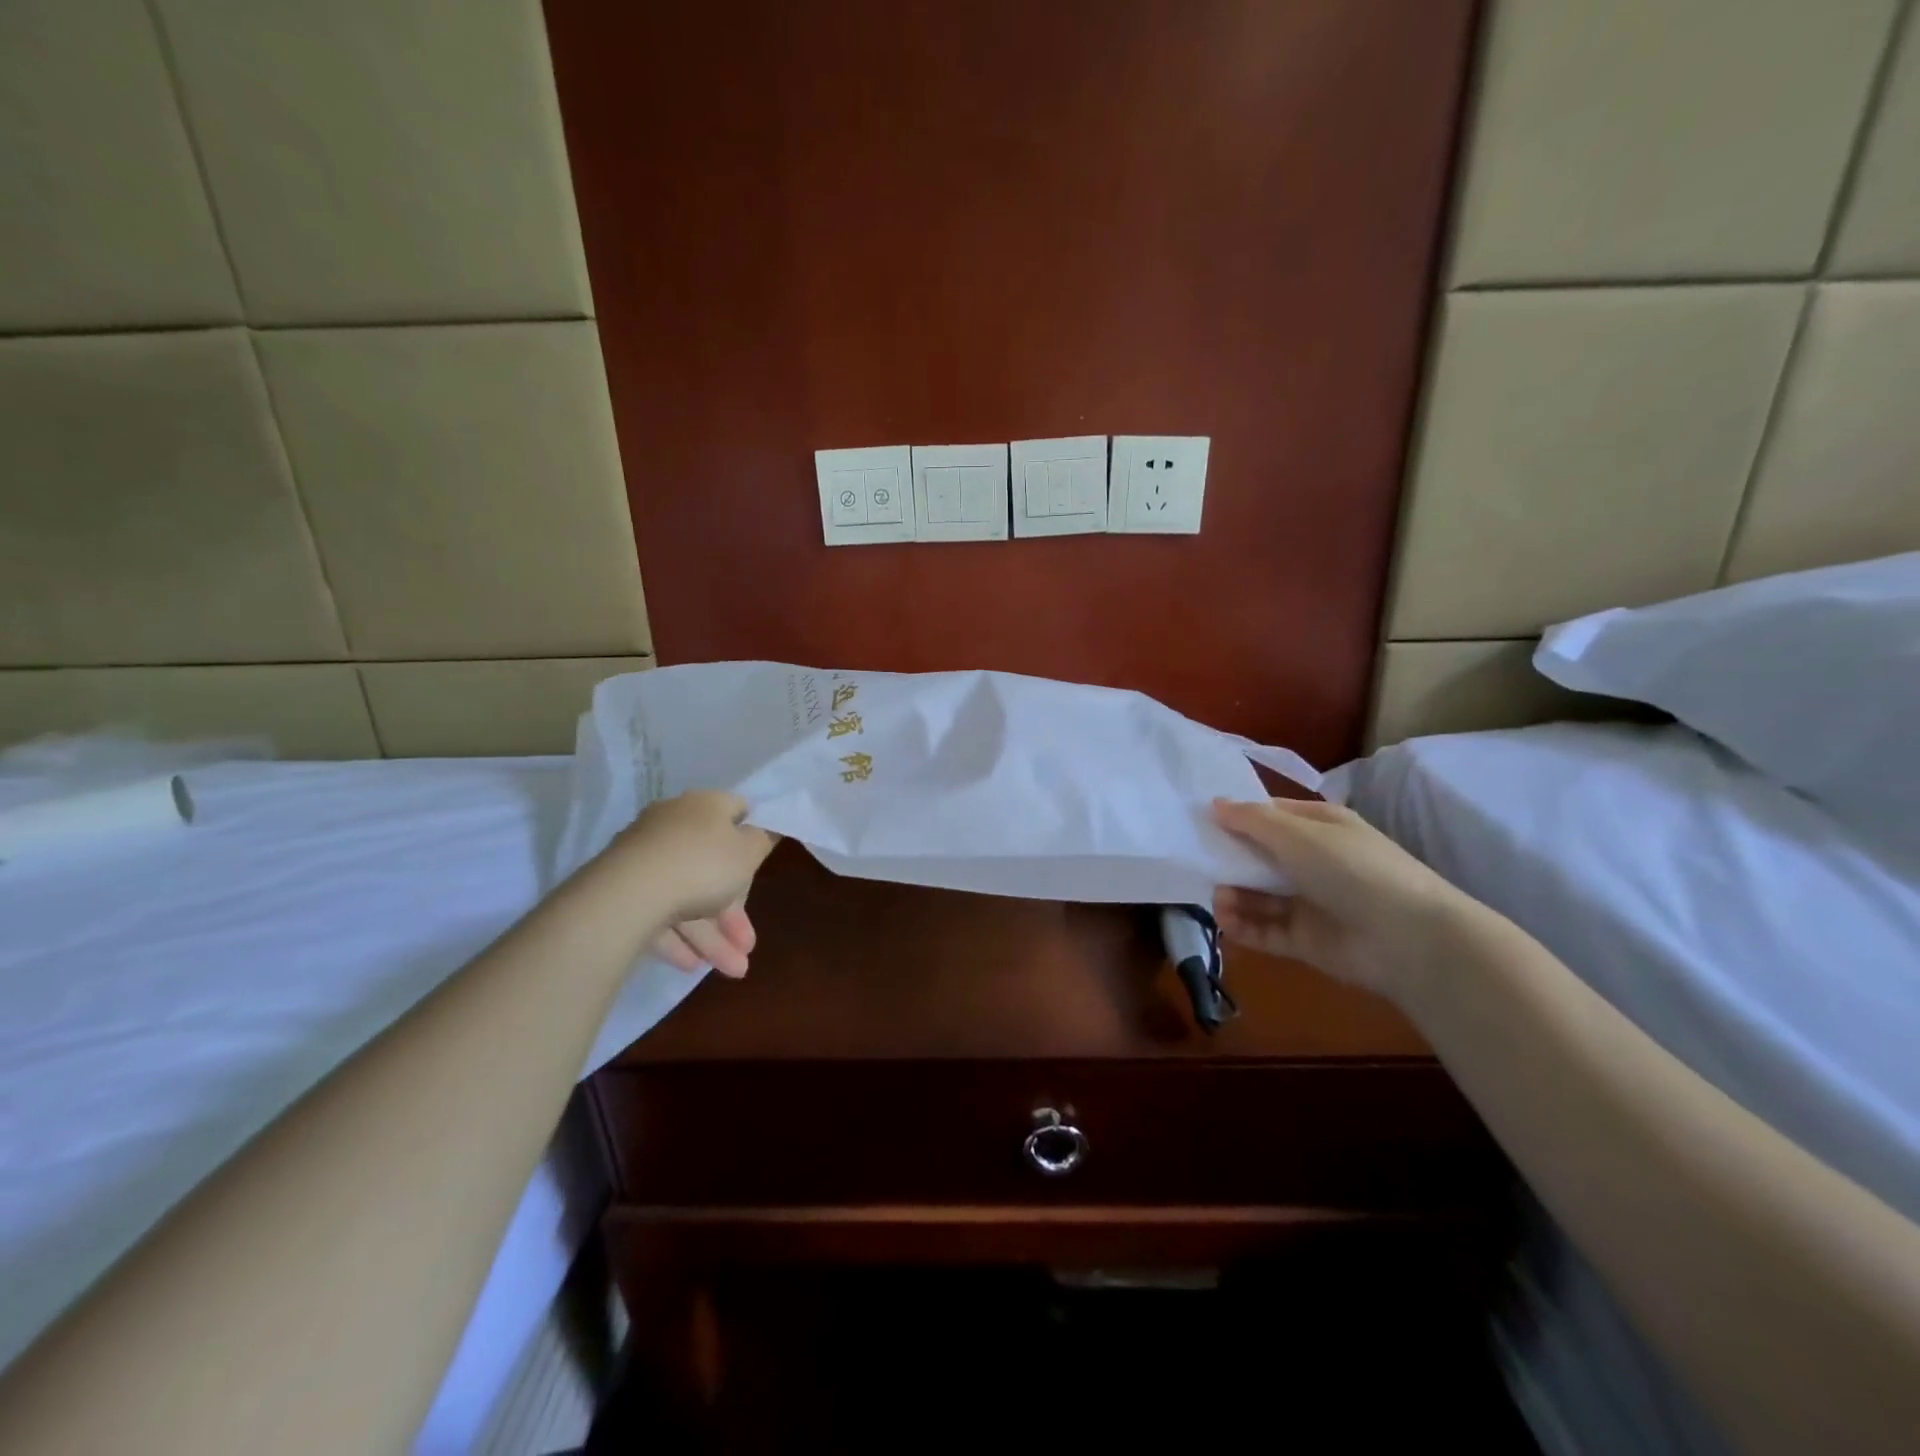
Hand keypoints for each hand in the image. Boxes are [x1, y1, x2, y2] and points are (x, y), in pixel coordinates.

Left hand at [612, 791, 777, 977]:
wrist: (628, 895)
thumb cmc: (703, 864)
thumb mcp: (748, 852)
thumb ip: (762, 840)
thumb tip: (762, 829)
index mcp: (704, 806)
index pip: (734, 811)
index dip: (752, 834)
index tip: (762, 860)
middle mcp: (673, 825)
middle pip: (712, 866)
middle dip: (734, 911)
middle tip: (748, 945)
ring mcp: (645, 858)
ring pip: (687, 895)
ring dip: (712, 935)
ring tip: (732, 970)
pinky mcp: (623, 889)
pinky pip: (659, 912)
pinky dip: (678, 938)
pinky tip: (692, 965)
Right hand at [1209, 797, 1459, 999]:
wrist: (1407, 939)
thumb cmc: (1350, 869)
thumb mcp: (1297, 833)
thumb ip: (1251, 820)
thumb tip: (1214, 803)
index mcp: (1320, 828)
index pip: (1271, 816)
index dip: (1238, 817)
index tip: (1201, 822)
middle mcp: (1314, 863)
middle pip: (1260, 857)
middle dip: (1230, 860)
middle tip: (1200, 864)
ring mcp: (1310, 903)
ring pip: (1259, 896)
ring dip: (1233, 895)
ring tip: (1218, 898)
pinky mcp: (1305, 940)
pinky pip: (1265, 931)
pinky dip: (1243, 926)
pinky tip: (1226, 921)